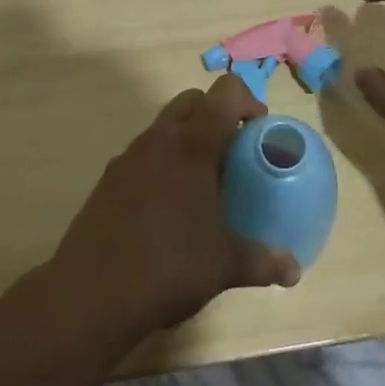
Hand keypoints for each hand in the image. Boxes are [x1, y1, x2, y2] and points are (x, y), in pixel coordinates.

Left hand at [53, 74, 300, 336]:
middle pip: (191, 101)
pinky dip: (162, 164)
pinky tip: (168, 208)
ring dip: (187, 139)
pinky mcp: (108, 179)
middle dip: (216, 115)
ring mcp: (128, 157)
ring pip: (164, 126)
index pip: (225, 93)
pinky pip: (143, 155)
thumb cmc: (168, 267)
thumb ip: (263, 260)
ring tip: (203, 184)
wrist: (90, 293)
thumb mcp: (224, 265)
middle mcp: (158, 140)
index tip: (258, 132)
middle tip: (234, 153)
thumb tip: (294, 270)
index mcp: (192, 145)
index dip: (248, 101)